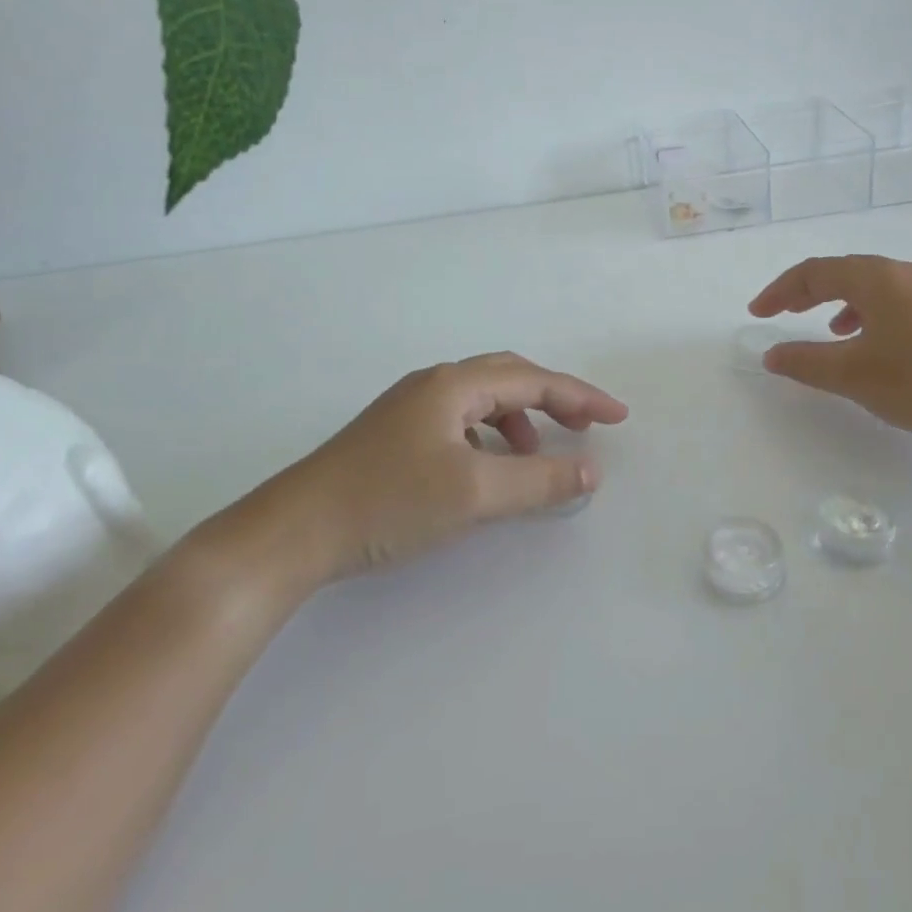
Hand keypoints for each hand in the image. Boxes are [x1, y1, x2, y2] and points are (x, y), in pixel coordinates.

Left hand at [225, 352, 628, 590]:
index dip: (581, 396)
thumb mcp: (473, 493)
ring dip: (520, 420)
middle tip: (587, 424)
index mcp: (454, 385)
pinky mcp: (396, 435)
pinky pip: (461, 422)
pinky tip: (487, 469)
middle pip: (509, 378)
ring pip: (483, 401)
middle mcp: (434, 384)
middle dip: (554, 398)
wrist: (292, 533)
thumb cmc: (387, 502)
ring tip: (536, 454)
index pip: (533, 380)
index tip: (619, 417)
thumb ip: (538, 481)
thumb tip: (591, 471)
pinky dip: (490, 438)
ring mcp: (410, 408)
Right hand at [749, 256, 911, 455]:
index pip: (815, 271)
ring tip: (830, 332)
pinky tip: (877, 345)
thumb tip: (771, 355)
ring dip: (842, 303)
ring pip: (875, 286)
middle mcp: (907, 271)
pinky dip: (873, 315)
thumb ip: (807, 363)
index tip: (758, 313)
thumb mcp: (856, 376)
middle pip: (845, 272)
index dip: (780, 290)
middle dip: (809, 293)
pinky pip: (899, 300)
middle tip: (783, 314)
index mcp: (878, 278)